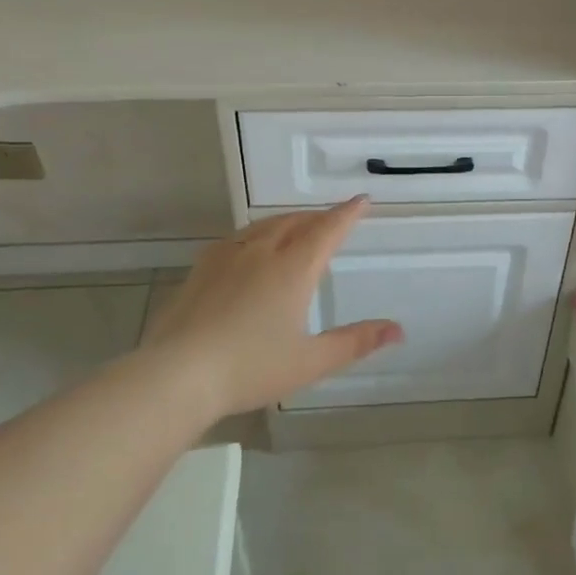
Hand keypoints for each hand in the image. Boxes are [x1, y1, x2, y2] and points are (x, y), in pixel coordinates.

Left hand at [139, 198, 402, 418]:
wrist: (177, 374)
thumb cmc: (250, 368)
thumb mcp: (310, 361)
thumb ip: (355, 342)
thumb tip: (398, 330)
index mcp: (293, 269)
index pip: (327, 230)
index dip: (347, 214)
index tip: (362, 200)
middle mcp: (262, 252)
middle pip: (296, 222)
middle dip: (318, 217)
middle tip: (332, 220)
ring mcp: (227, 257)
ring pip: (265, 226)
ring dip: (288, 221)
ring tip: (297, 227)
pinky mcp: (201, 268)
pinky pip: (237, 238)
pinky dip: (256, 234)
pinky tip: (249, 248)